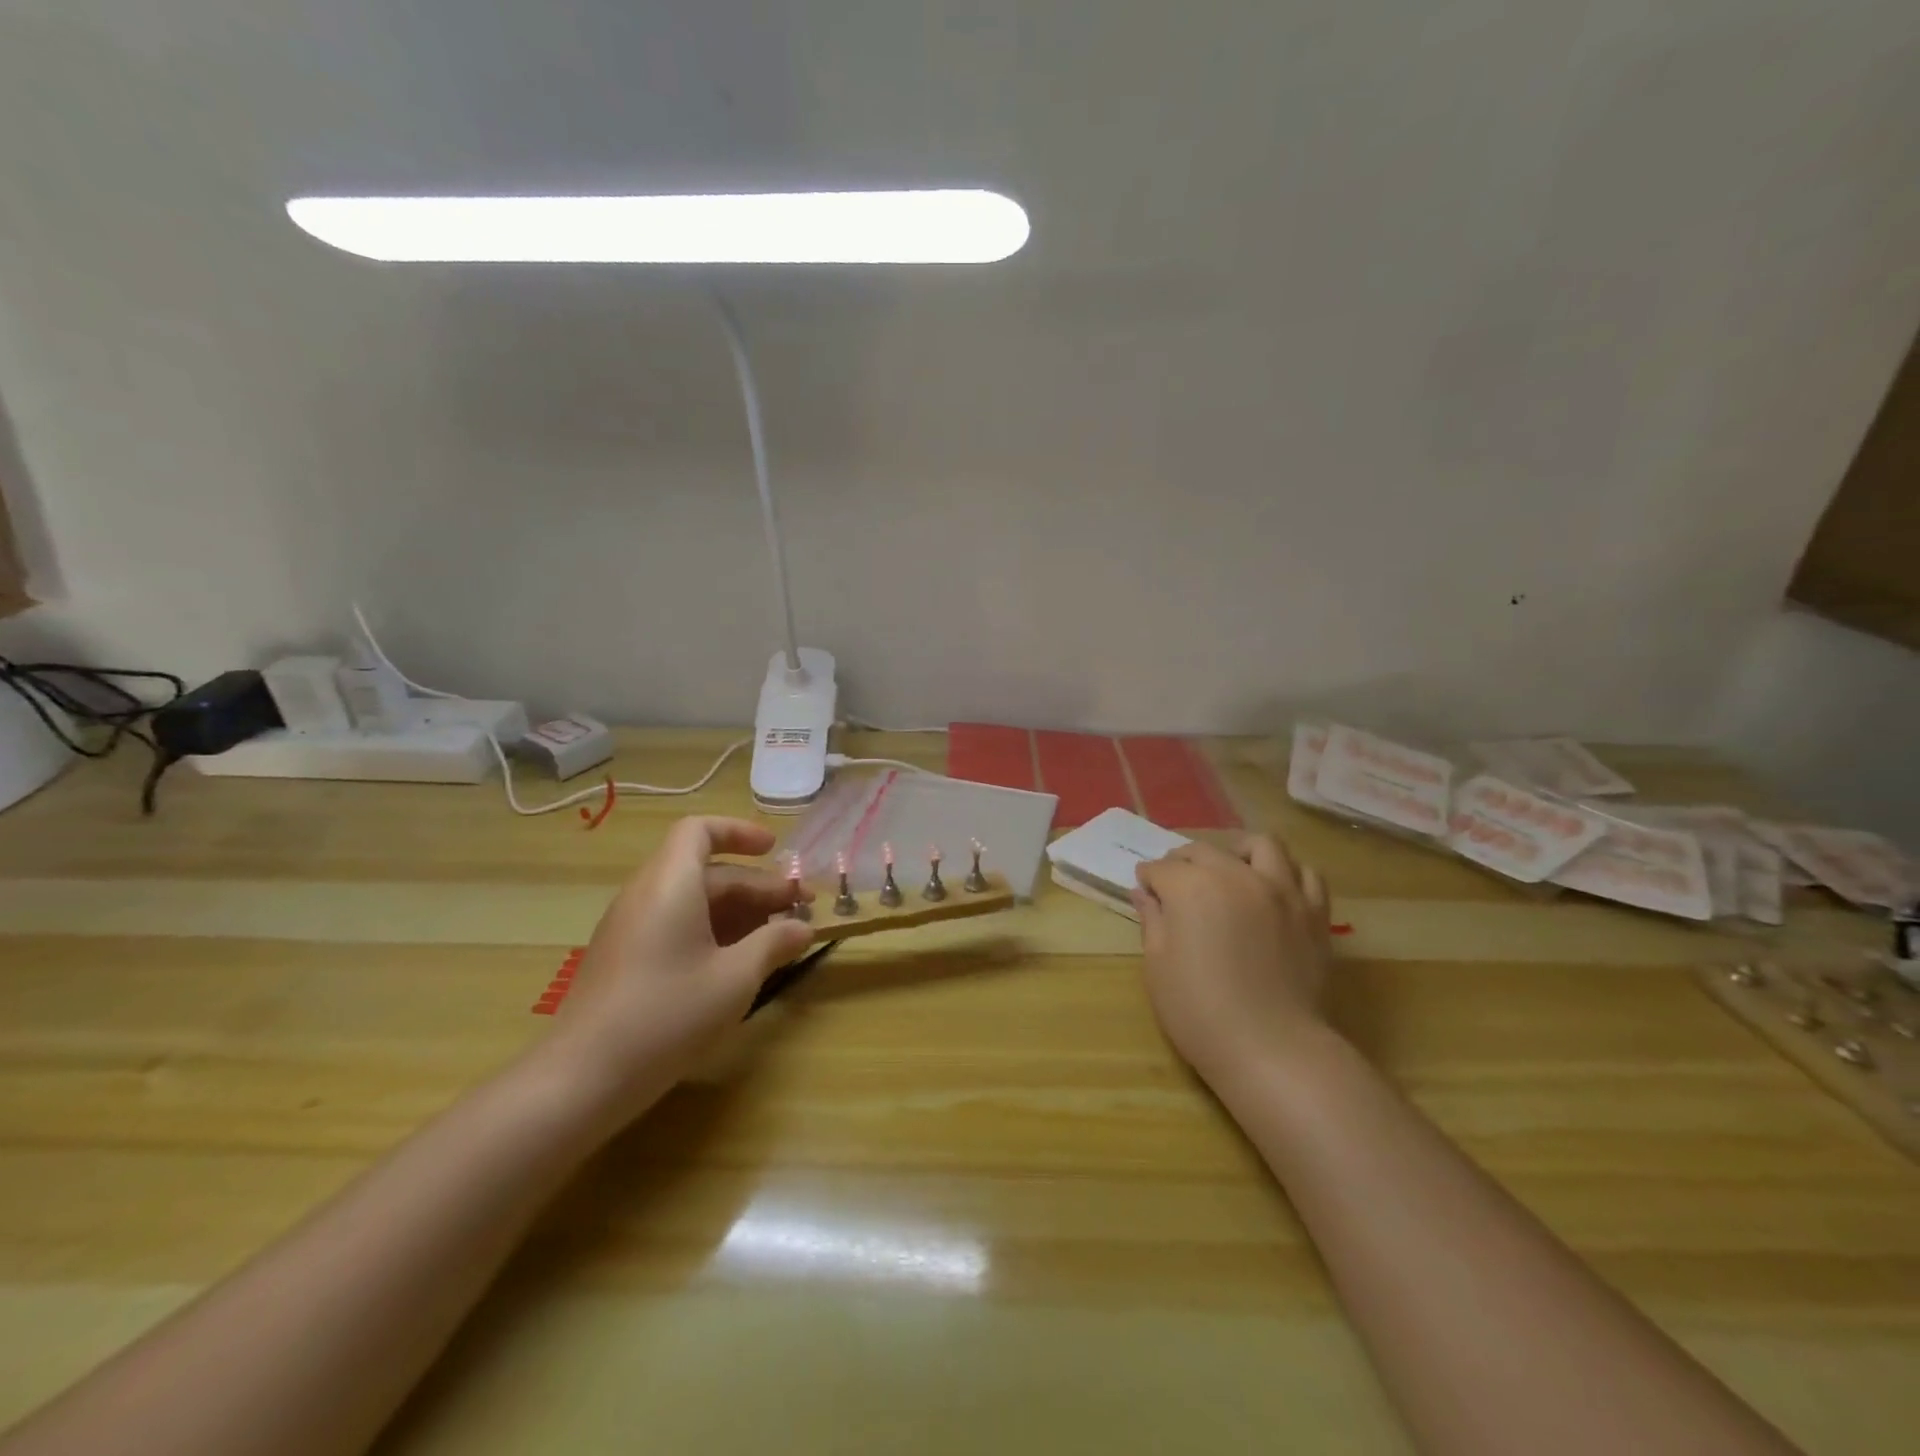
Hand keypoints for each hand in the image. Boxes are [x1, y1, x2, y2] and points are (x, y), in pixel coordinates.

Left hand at [548, 816, 814, 1118]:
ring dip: (738, 911)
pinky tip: (738, 963)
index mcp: (670, 884)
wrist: (581, 1079)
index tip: (776, 850)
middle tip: (799, 909)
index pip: (700, 831)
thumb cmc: (667, 1015)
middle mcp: (646, 895)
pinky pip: (675, 925)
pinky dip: (712, 931)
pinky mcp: (625, 959)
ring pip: (692, 901)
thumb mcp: (735, 978)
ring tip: (777, 937)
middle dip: (756, 885)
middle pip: (706, 871)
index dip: (740, 832)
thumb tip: (803, 928)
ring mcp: (631, 928)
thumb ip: (774, 944)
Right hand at [1132, 834, 1334, 1084]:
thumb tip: (1144, 893)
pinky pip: (1306, 874)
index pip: (1161, 869)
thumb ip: (1152, 920)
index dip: (1149, 879)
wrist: (1272, 1050)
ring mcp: (1281, 890)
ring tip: (1231, 869)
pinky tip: (1274, 890)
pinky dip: (1288, 873)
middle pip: (1204, 850)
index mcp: (1192, 887)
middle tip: (1176, 882)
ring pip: (1261, 845)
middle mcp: (1236, 876)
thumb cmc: (1200, 1011)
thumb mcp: (1158, 966)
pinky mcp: (1313, 912)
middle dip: (1183, 861)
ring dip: (1239, 851)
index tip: (1145, 890)